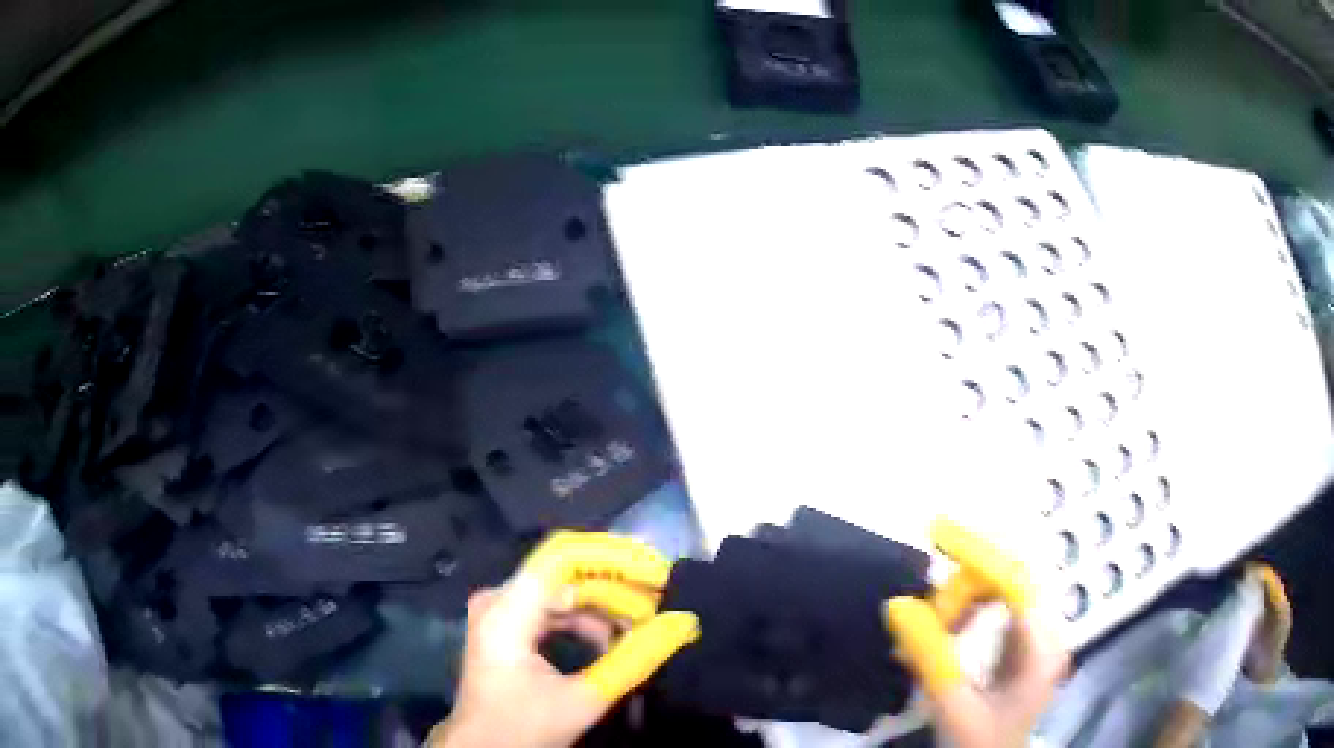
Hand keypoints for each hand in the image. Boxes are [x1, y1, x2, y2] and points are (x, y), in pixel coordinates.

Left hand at [429, 532, 700, 747]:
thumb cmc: (523, 728)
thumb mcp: (583, 699)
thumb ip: (634, 659)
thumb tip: (684, 623)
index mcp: (507, 610)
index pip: (564, 556)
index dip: (614, 556)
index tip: (660, 572)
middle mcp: (500, 598)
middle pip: (568, 574)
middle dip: (619, 589)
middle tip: (664, 608)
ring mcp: (502, 610)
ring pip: (565, 591)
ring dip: (607, 608)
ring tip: (645, 629)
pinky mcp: (509, 625)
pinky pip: (555, 609)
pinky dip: (588, 622)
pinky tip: (616, 642)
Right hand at [884, 520, 1067, 747]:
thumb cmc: (977, 742)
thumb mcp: (952, 704)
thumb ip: (929, 655)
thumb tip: (897, 605)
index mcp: (1042, 648)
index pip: (1014, 583)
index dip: (978, 555)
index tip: (938, 534)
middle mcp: (1048, 632)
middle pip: (1008, 582)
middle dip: (964, 588)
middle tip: (926, 612)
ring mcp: (1038, 637)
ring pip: (1000, 593)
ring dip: (963, 601)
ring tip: (933, 626)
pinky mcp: (1023, 644)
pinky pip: (996, 610)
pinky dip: (967, 613)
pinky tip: (946, 629)